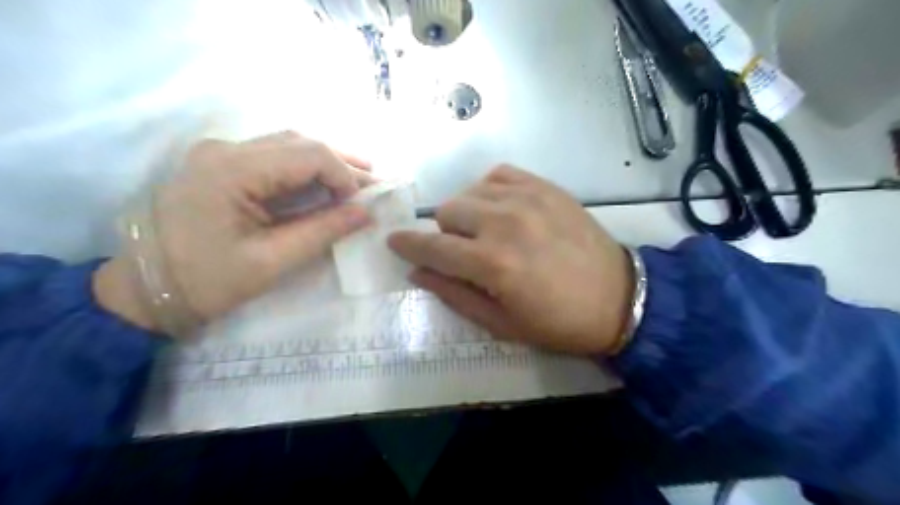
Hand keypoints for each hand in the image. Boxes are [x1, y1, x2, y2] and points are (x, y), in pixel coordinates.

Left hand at [91, 132, 373, 332]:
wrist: (142, 290)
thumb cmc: (204, 282)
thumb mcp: (270, 262)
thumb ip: (322, 232)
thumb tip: (366, 213)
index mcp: (232, 170)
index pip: (309, 154)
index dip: (345, 175)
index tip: (363, 205)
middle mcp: (225, 149)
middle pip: (300, 143)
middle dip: (341, 165)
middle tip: (374, 186)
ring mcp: (219, 154)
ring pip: (288, 145)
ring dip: (326, 163)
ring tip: (358, 182)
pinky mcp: (220, 165)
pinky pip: (273, 157)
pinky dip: (305, 170)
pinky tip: (324, 183)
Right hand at [386, 167, 631, 354]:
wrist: (619, 297)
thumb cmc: (557, 322)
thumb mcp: (501, 324)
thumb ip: (453, 294)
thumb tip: (417, 272)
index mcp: (492, 264)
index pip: (432, 247)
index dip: (408, 245)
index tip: (394, 242)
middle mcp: (504, 223)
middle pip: (447, 212)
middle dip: (445, 234)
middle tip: (464, 252)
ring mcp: (526, 199)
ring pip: (469, 192)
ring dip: (467, 214)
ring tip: (486, 231)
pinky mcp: (545, 186)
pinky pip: (498, 174)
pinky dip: (489, 190)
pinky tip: (502, 209)